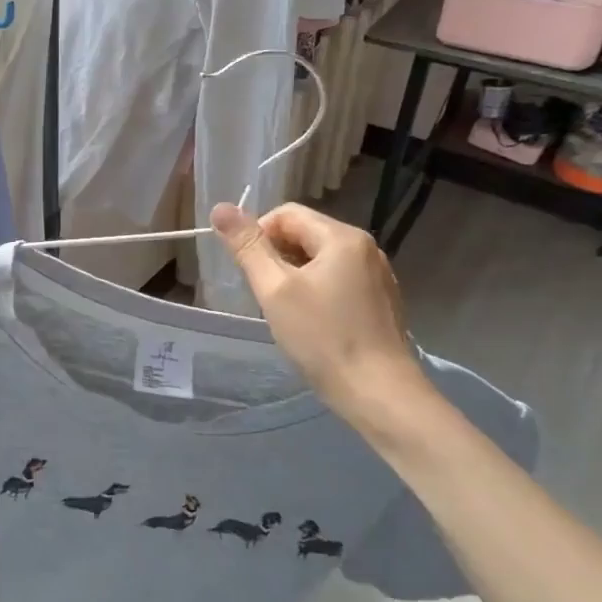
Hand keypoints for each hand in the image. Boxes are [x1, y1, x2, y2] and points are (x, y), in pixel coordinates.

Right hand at [212, 202, 431, 433]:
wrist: (379, 393)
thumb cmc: (322, 338)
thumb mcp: (274, 290)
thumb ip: (248, 246)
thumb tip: (221, 207)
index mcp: (343, 238)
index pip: (286, 214)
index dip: (258, 235)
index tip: (249, 271)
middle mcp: (366, 248)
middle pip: (305, 233)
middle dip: (276, 257)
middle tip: (265, 294)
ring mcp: (377, 275)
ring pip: (320, 259)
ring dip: (294, 275)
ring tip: (285, 311)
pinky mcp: (380, 301)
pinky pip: (337, 280)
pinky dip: (316, 291)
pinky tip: (311, 322)